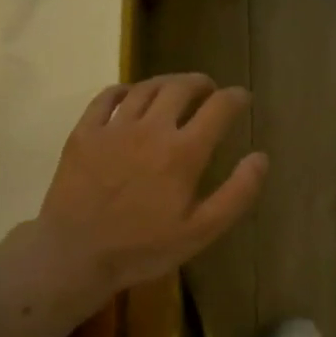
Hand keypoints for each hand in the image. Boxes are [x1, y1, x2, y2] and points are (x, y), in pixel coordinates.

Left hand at [36, 74, 266, 298]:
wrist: (75, 254)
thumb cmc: (143, 248)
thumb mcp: (201, 231)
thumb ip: (237, 193)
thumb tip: (260, 157)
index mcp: (183, 152)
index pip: (218, 108)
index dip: (235, 98)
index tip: (242, 98)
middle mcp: (151, 129)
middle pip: (181, 87)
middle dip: (201, 83)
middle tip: (208, 90)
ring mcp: (114, 128)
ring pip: (145, 88)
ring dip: (167, 82)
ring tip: (175, 89)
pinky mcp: (84, 133)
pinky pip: (106, 98)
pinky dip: (124, 90)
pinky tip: (130, 95)